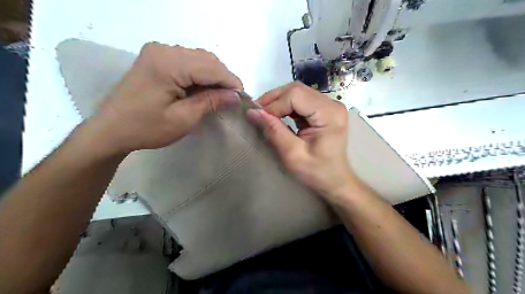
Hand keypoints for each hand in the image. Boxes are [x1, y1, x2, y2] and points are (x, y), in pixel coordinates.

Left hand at [85, 41, 241, 155]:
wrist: (111, 129)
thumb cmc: (146, 128)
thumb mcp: (183, 119)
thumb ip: (211, 102)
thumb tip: (235, 96)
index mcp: (168, 64)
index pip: (211, 67)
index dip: (230, 82)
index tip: (243, 97)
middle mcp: (164, 50)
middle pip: (206, 59)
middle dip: (223, 78)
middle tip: (232, 99)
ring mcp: (158, 52)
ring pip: (199, 58)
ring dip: (213, 75)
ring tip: (220, 95)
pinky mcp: (156, 58)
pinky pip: (188, 61)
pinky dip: (200, 74)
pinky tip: (203, 88)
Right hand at [248, 81, 356, 202]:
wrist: (334, 180)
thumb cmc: (316, 172)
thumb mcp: (292, 154)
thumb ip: (274, 131)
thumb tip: (252, 112)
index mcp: (329, 114)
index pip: (295, 95)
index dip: (274, 104)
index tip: (259, 118)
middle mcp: (332, 104)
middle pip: (296, 89)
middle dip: (274, 99)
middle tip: (258, 113)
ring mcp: (329, 105)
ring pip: (297, 92)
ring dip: (278, 101)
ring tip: (265, 114)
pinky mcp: (323, 109)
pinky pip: (300, 100)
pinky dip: (285, 105)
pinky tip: (277, 115)